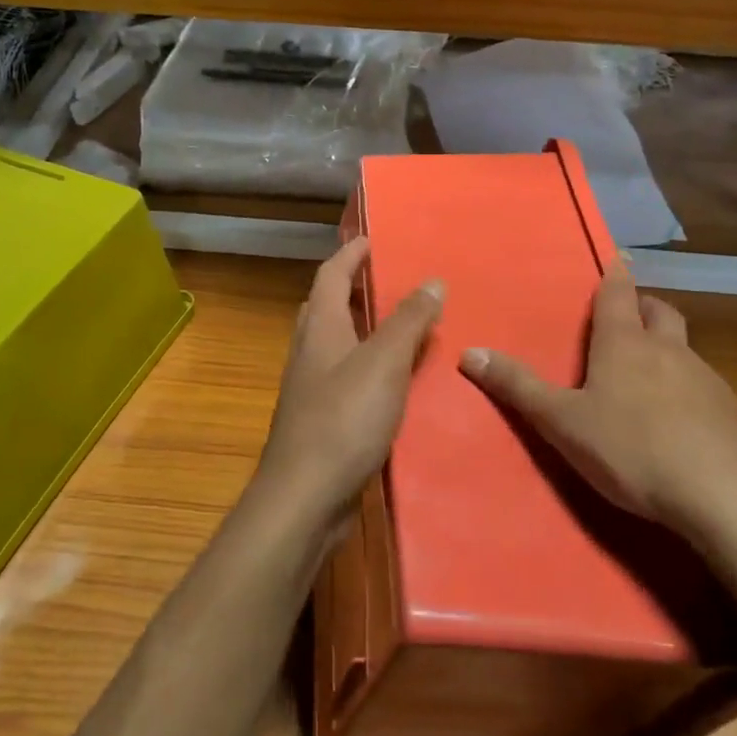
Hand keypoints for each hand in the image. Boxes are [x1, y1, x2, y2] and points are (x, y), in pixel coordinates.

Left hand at [252, 238, 442, 534]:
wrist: (304, 497)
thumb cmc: (343, 420)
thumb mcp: (384, 363)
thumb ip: (408, 321)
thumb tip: (432, 280)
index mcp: (320, 327)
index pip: (331, 274)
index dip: (351, 253)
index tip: (373, 238)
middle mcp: (309, 351)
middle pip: (326, 304)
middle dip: (351, 286)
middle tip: (388, 279)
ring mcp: (310, 387)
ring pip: (334, 342)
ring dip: (361, 326)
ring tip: (398, 324)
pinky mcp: (320, 419)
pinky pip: (344, 375)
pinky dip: (366, 364)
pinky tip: (392, 380)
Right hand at [458, 265, 736, 571]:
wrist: (725, 496)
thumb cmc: (632, 449)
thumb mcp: (563, 422)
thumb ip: (518, 388)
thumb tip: (469, 352)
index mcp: (625, 344)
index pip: (618, 294)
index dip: (615, 275)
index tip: (617, 256)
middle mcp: (668, 351)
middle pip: (660, 311)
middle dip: (644, 306)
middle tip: (629, 314)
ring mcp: (706, 380)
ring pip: (685, 349)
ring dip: (666, 348)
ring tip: (647, 372)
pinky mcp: (731, 415)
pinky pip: (704, 386)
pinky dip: (687, 388)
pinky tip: (677, 419)